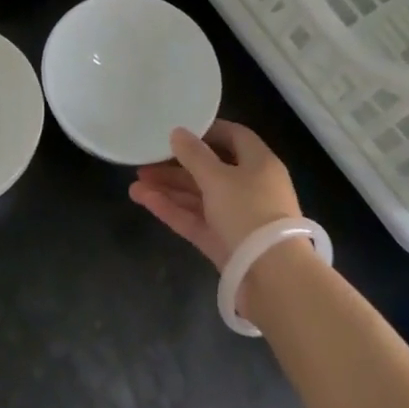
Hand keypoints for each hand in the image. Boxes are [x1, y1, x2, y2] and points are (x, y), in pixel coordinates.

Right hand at [129, 119, 301, 270]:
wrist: (273, 277)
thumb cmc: (249, 212)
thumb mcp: (218, 178)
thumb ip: (194, 155)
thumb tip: (178, 132)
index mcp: (259, 163)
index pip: (234, 136)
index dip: (207, 131)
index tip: (178, 130)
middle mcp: (250, 187)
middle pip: (210, 169)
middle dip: (177, 165)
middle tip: (146, 161)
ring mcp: (236, 217)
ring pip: (199, 196)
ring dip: (169, 189)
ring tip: (135, 183)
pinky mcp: (224, 242)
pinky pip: (196, 219)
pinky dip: (172, 209)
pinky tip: (144, 200)